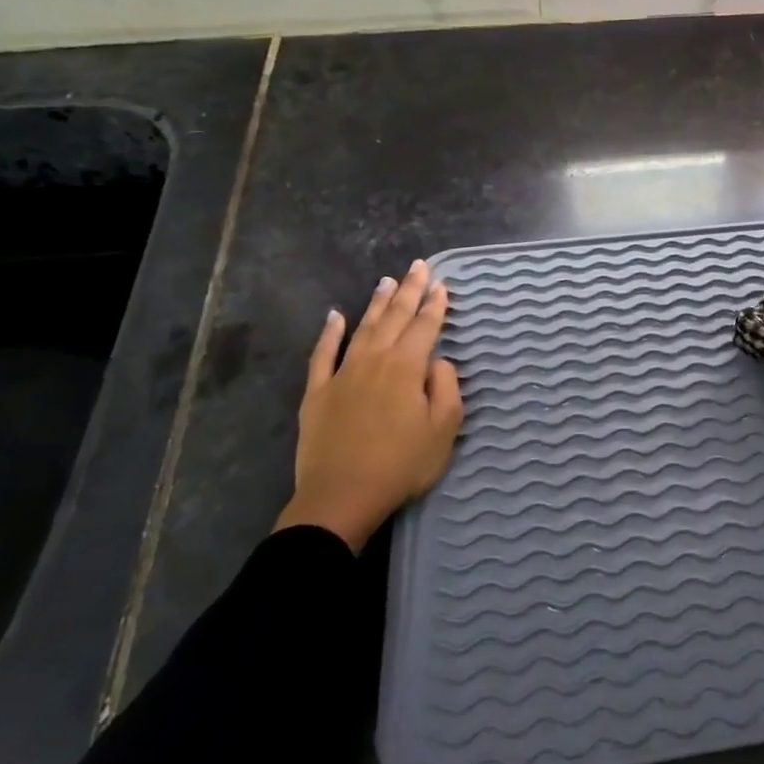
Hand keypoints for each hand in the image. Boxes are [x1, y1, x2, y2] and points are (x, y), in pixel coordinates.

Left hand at [275, 260, 463, 551]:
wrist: (341, 497)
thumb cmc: (401, 465)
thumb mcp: (443, 430)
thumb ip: (446, 388)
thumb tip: (438, 362)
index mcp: (407, 368)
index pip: (425, 327)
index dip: (435, 305)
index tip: (442, 284)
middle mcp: (374, 360)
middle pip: (395, 318)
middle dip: (409, 290)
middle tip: (418, 265)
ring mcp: (342, 374)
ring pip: (363, 328)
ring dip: (376, 303)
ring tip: (386, 281)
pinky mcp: (317, 392)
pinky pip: (322, 354)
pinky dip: (329, 333)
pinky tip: (335, 316)